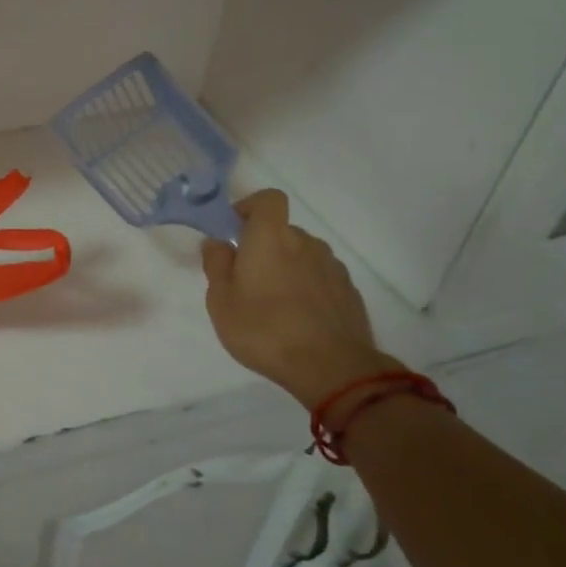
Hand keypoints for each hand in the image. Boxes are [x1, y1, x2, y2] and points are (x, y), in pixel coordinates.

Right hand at [202, 190, 394, 409]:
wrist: (330, 368)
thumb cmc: (264, 329)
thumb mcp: (221, 301)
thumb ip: (216, 265)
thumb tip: (218, 242)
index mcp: (271, 238)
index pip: (268, 199)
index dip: (250, 207)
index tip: (235, 231)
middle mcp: (305, 243)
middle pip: (282, 232)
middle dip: (264, 247)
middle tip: (246, 281)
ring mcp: (332, 267)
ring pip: (302, 256)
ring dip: (287, 269)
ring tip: (274, 305)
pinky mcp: (348, 291)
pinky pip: (320, 278)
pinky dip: (307, 288)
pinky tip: (299, 319)